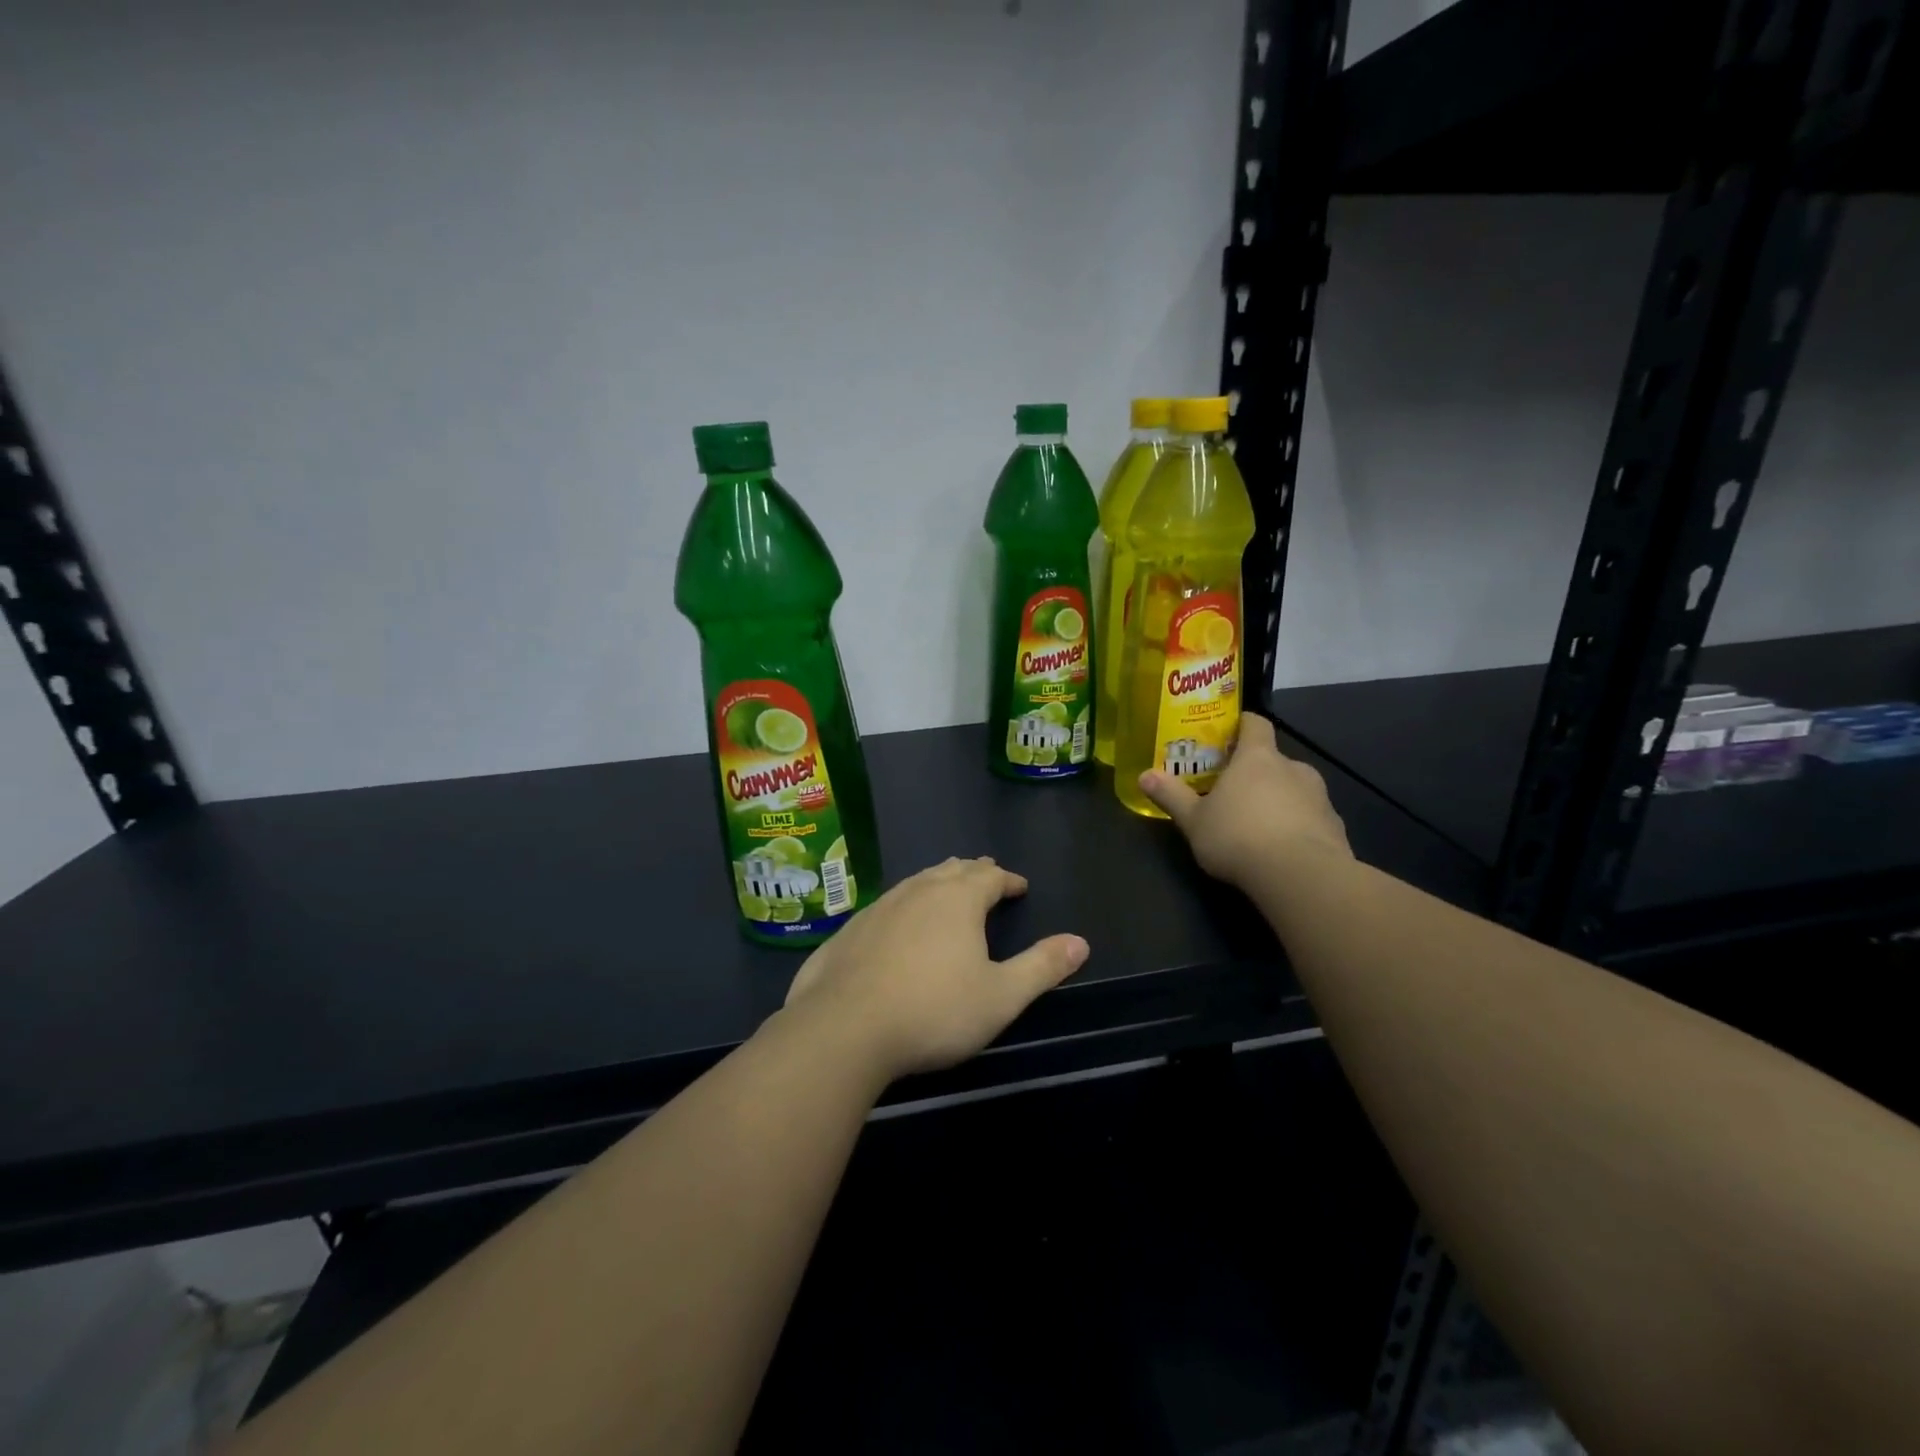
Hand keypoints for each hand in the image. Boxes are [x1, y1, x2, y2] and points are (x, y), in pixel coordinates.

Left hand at [782, 857, 1088, 1082]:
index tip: (1019, 886)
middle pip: (952, 871)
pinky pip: (887, 905)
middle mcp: (918, 891)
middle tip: (985, 877)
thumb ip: (1041, 967)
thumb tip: (1080, 942)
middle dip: (973, 873)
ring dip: (937, 882)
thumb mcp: (1001, 997)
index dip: (1008, 880)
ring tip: (946, 889)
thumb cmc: (933, 1011)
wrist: (843, 1028)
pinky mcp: (849, 929)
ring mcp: (879, 907)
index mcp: (958, 900)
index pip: (990, 877)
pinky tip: (897, 923)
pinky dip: (904, 905)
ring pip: (916, 882)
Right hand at [1138, 714, 1350, 886]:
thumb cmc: (1239, 836)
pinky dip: (1298, 826)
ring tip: (1258, 824)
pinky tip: (1283, 849)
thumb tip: (1144, 775)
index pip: (1255, 724)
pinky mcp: (1335, 827)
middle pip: (1274, 759)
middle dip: (1256, 772)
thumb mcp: (1194, 820)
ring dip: (1279, 799)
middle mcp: (1293, 768)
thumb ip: (1171, 796)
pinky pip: (1312, 818)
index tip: (1230, 732)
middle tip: (1234, 791)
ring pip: (1295, 789)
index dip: (1243, 724)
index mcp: (1257, 758)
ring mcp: (1319, 797)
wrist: (1301, 876)